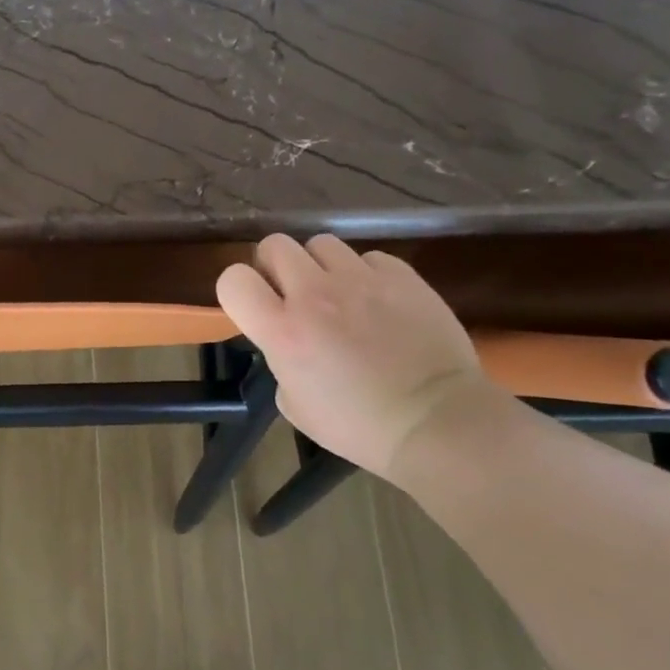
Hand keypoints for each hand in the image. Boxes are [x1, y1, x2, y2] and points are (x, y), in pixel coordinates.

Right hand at [216, 233, 492, 479]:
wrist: (436, 421)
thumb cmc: (358, 426)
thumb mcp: (294, 404)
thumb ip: (281, 360)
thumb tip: (291, 341)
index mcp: (282, 331)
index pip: (233, 280)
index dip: (237, 289)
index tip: (253, 306)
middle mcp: (315, 294)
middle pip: (275, 244)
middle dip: (275, 266)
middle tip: (291, 293)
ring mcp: (361, 280)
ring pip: (321, 243)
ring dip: (320, 266)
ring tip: (338, 294)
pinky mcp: (402, 276)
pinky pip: (369, 258)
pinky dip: (366, 274)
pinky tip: (378, 302)